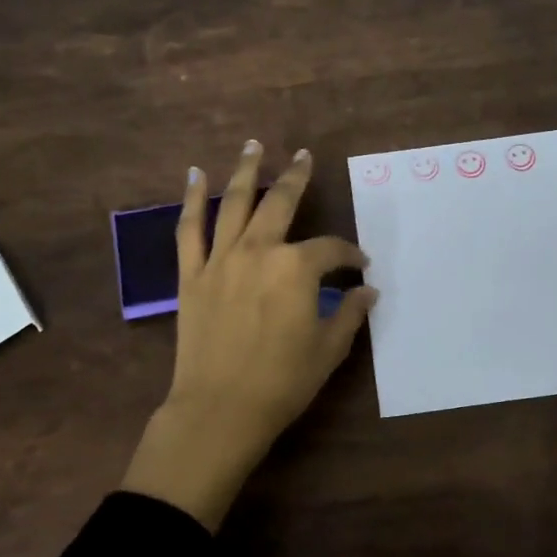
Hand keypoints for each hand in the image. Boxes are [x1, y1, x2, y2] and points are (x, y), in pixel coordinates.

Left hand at [120, 140, 375, 529]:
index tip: (360, 265)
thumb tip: (368, 291)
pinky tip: (195, 175)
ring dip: (246, 171)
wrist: (219, 410)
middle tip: (305, 156)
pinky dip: (192, 200)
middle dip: (297, 178)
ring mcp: (220, 260)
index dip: (350, 254)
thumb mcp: (329, 349)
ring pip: (234, 203)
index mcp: (297, 268)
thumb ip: (350, 313)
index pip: (331, 249)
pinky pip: (189, 229)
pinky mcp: (191, 275)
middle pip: (281, 204)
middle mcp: (258, 251)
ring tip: (254, 145)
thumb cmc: (282, 382)